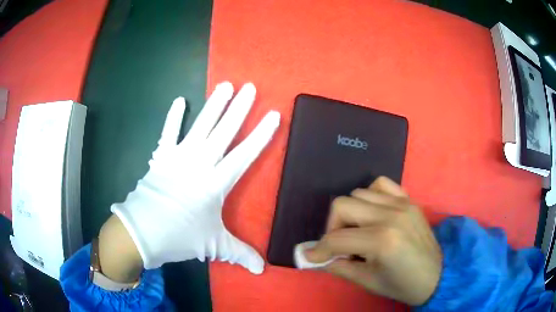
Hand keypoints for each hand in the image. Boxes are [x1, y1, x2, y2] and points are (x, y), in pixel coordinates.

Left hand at [111, 82, 279, 273]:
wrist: (141, 232)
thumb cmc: (179, 237)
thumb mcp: (213, 246)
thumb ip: (240, 254)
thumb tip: (261, 270)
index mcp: (215, 184)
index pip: (244, 155)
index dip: (261, 135)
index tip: (273, 115)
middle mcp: (199, 164)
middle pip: (224, 132)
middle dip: (239, 109)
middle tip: (250, 88)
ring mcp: (178, 157)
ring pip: (201, 126)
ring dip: (214, 105)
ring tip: (225, 86)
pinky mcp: (161, 157)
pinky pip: (168, 133)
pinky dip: (173, 117)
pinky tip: (179, 100)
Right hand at [303, 177, 441, 305]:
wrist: (436, 275)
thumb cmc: (402, 284)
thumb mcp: (367, 281)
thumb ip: (339, 267)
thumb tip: (315, 258)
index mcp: (382, 241)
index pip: (336, 239)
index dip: (318, 249)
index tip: (311, 257)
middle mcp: (391, 215)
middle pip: (342, 205)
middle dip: (332, 228)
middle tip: (338, 246)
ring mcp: (402, 204)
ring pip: (358, 193)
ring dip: (350, 214)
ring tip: (357, 232)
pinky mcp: (408, 200)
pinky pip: (381, 185)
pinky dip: (370, 197)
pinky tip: (373, 214)